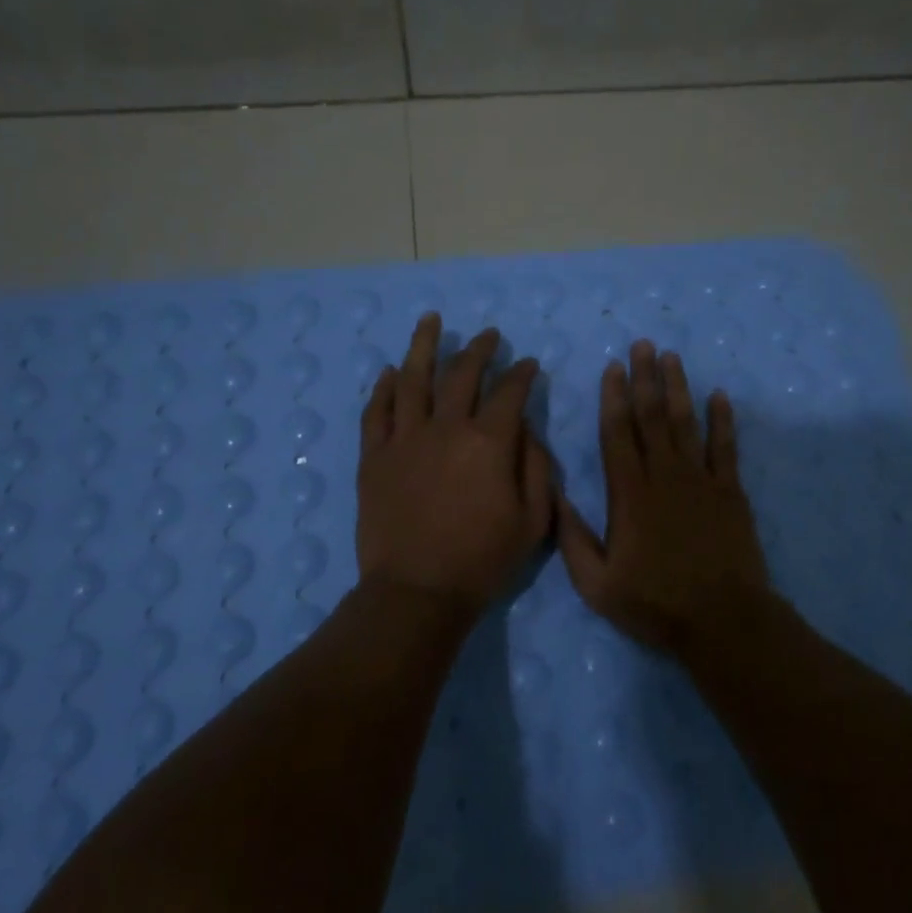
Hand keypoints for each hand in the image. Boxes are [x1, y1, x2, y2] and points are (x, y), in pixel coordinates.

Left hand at [357, 313, 552, 618]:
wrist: (417, 592)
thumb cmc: (483, 560)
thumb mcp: (533, 521)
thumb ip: (537, 468)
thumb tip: (527, 431)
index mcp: (488, 443)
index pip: (509, 393)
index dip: (522, 374)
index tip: (528, 364)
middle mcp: (446, 429)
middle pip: (462, 375)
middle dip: (479, 350)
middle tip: (488, 335)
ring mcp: (404, 439)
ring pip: (413, 379)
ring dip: (423, 346)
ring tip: (430, 320)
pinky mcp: (374, 457)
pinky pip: (377, 412)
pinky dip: (384, 388)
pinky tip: (391, 372)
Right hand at [558, 341, 777, 658]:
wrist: (722, 621)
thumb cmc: (655, 604)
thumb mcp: (596, 584)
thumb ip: (572, 538)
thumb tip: (553, 493)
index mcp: (629, 495)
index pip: (618, 434)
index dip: (614, 398)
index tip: (613, 368)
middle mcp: (664, 476)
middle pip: (652, 417)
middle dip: (645, 378)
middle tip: (643, 344)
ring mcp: (701, 481)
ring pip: (686, 423)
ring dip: (678, 388)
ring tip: (672, 357)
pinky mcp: (730, 492)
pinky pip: (726, 447)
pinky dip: (723, 420)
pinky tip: (719, 396)